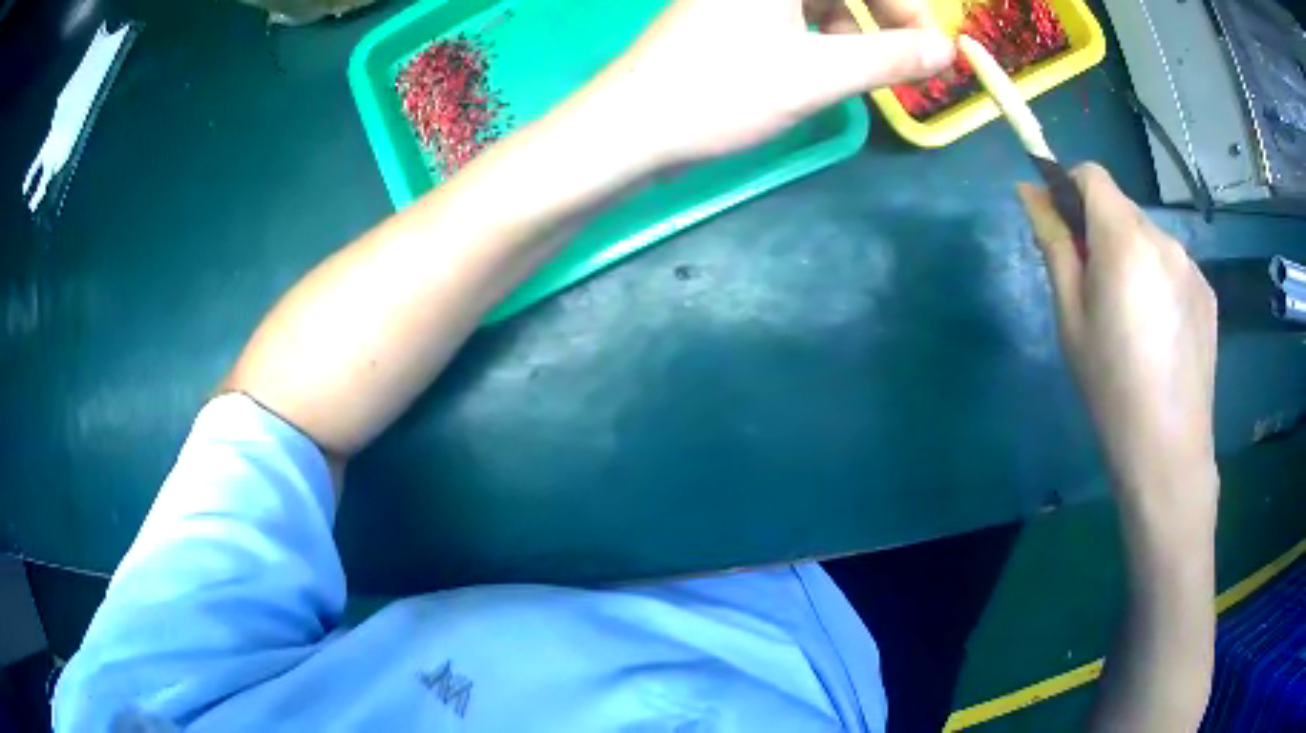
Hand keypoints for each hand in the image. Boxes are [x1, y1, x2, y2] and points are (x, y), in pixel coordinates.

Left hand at [582, 0, 953, 161]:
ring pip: (821, 1)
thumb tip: (946, 50)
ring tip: (865, 69)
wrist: (632, 129)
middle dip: (883, 17)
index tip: (931, 46)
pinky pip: (796, 15)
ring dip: (854, 30)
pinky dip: (823, 37)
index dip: (904, 7)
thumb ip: (889, 58)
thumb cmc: (720, 93)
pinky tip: (828, 67)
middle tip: (910, 59)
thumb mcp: (817, 75)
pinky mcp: (732, 17)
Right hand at [1019, 165, 1217, 517]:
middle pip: (1122, 209)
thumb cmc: (1110, 387)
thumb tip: (1029, 191)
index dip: (1069, 188)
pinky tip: (1159, 334)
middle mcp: (1163, 237)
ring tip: (1132, 322)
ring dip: (1132, 258)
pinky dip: (1159, 281)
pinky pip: (1174, 268)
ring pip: (1149, 240)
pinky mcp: (1208, 294)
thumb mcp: (1070, 318)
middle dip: (1101, 233)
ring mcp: (1191, 265)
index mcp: (1124, 238)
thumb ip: (1054, 245)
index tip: (1061, 228)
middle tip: (1095, 293)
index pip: (1092, 175)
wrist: (1169, 451)